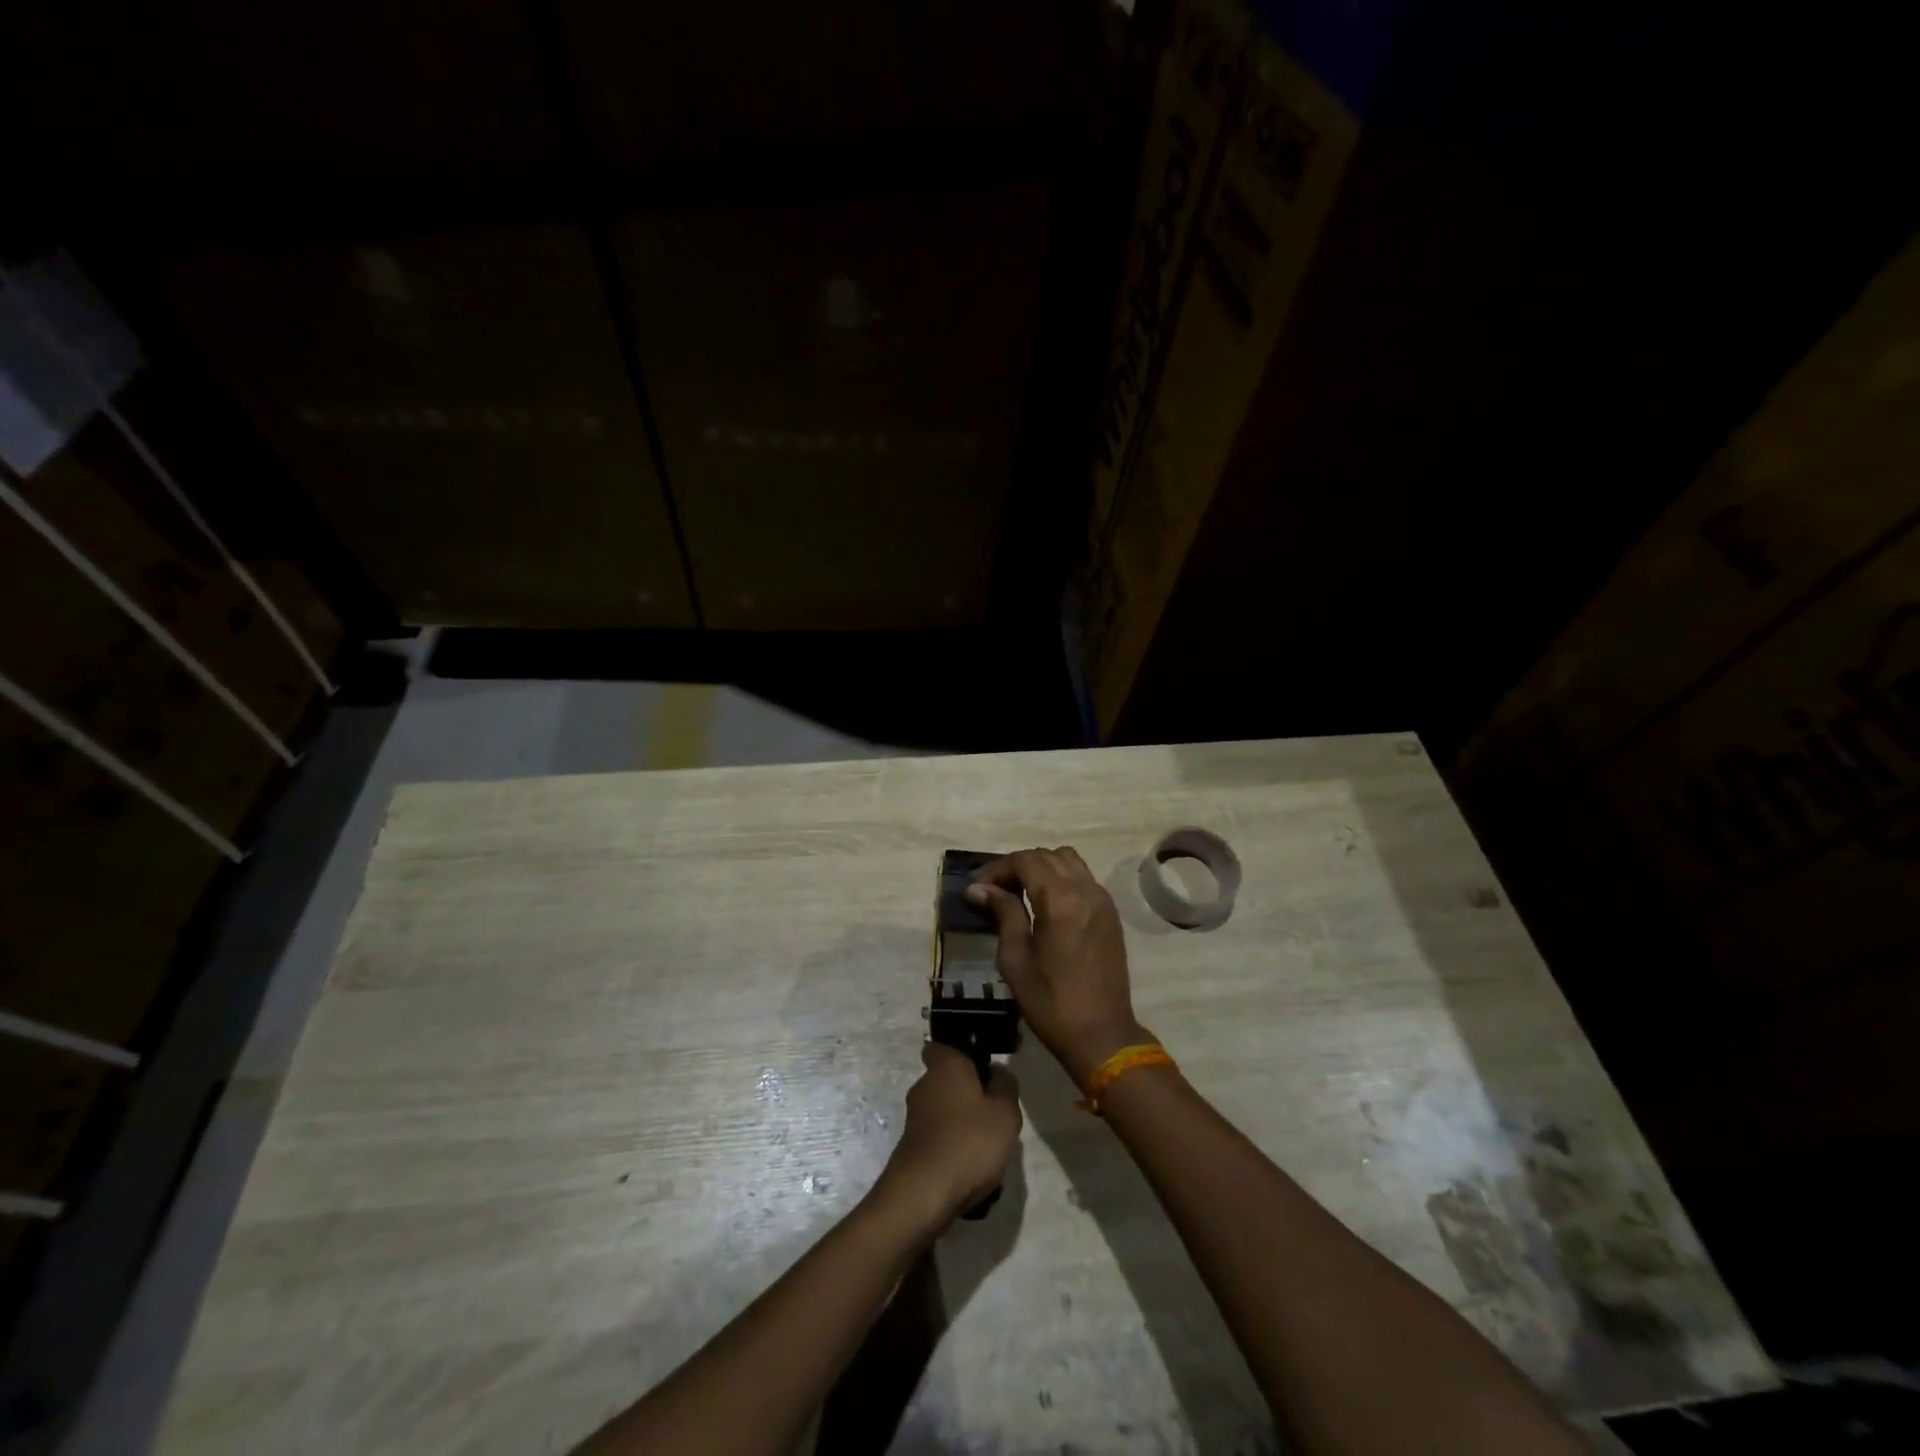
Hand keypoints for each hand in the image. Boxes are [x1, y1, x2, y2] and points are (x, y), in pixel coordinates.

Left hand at [878, 1042, 1021, 1229]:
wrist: (924, 1194)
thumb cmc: (969, 1141)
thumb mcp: (1005, 1112)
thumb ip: (1006, 1086)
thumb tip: (998, 1071)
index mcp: (945, 1066)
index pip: (942, 1045)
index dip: (961, 1052)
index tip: (982, 1066)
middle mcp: (924, 1085)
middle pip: (946, 1079)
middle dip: (967, 1092)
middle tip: (994, 1111)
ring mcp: (914, 1118)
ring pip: (943, 1110)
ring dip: (961, 1122)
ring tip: (987, 1146)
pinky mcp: (911, 1147)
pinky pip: (938, 1137)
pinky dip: (952, 1147)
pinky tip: (970, 1169)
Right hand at [966, 847, 1149, 1085]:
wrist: (1101, 1034)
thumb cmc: (1051, 1001)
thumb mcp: (1016, 958)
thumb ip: (1003, 913)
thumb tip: (980, 888)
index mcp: (1061, 900)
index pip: (1025, 861)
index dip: (997, 868)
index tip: (977, 887)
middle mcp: (1086, 890)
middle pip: (1048, 856)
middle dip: (1018, 865)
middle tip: (994, 890)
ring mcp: (1102, 900)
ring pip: (1069, 861)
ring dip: (1042, 868)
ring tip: (1020, 892)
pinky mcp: (1110, 914)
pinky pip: (1083, 878)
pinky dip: (1061, 879)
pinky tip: (1045, 904)